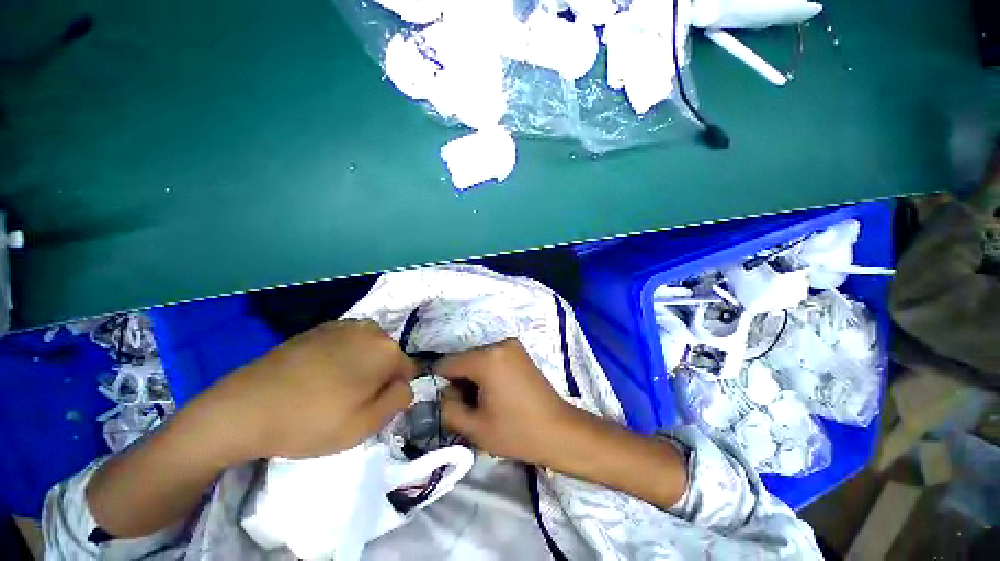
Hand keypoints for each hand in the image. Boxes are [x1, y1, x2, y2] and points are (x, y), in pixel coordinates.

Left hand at [205, 319, 415, 459]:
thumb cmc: (311, 421)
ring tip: (331, 388)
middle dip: (377, 376)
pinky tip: (316, 375)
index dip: (392, 392)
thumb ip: (398, 401)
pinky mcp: (320, 327)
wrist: (245, 407)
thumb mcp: (365, 425)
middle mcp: (370, 330)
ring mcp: (344, 325)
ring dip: (359, 365)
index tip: (369, 407)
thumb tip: (404, 386)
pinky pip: (346, 343)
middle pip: (388, 357)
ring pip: (367, 349)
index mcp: (386, 350)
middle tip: (349, 400)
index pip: (407, 371)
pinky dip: (341, 356)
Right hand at [437, 339, 577, 465]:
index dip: (443, 385)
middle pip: (464, 359)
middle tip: (473, 407)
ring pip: (478, 359)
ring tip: (488, 401)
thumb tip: (444, 393)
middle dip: (461, 381)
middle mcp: (499, 343)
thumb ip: (447, 408)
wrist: (559, 430)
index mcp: (487, 358)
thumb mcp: (473, 427)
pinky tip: (499, 392)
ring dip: (474, 377)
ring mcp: (512, 345)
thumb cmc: (516, 432)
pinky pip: (492, 358)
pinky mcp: (519, 350)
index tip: (453, 404)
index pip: (448, 364)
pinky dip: (488, 372)